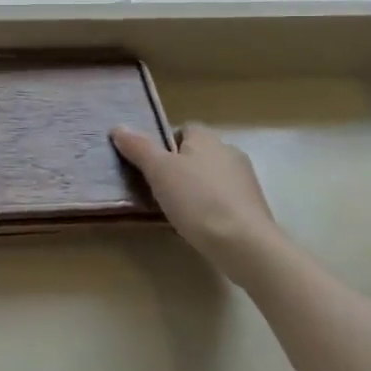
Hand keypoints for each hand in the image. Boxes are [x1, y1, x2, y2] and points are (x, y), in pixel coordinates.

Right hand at [111, 122, 286, 272]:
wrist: (243, 243)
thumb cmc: (197, 199)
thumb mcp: (158, 170)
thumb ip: (138, 147)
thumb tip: (118, 127)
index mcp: (207, 138)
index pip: (183, 129)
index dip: (164, 144)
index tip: (151, 166)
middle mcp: (229, 151)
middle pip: (196, 154)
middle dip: (178, 168)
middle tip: (157, 189)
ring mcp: (244, 180)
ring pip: (209, 178)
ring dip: (194, 189)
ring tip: (175, 211)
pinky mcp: (252, 207)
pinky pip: (222, 200)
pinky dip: (209, 208)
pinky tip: (198, 225)